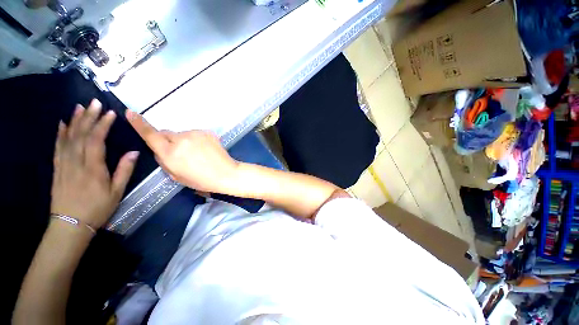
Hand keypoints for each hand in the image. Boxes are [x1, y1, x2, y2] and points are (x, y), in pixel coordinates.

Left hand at [51, 99, 138, 229]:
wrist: (70, 224)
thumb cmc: (97, 208)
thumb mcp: (117, 192)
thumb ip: (124, 171)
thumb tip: (133, 152)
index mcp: (93, 168)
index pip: (96, 141)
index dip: (103, 125)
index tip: (110, 113)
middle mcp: (76, 162)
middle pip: (81, 135)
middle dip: (89, 117)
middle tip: (95, 102)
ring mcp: (64, 164)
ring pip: (68, 138)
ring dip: (74, 121)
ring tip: (80, 107)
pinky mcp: (57, 168)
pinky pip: (58, 147)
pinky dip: (60, 134)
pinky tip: (62, 124)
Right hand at [126, 110, 238, 192]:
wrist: (226, 173)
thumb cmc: (201, 180)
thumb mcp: (176, 176)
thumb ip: (164, 161)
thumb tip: (160, 150)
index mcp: (171, 153)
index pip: (151, 135)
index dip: (139, 124)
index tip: (130, 113)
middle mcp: (181, 140)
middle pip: (166, 134)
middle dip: (167, 141)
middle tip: (180, 153)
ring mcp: (196, 134)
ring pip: (182, 134)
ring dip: (184, 142)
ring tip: (197, 154)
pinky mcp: (207, 132)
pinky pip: (195, 134)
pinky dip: (196, 140)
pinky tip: (205, 150)